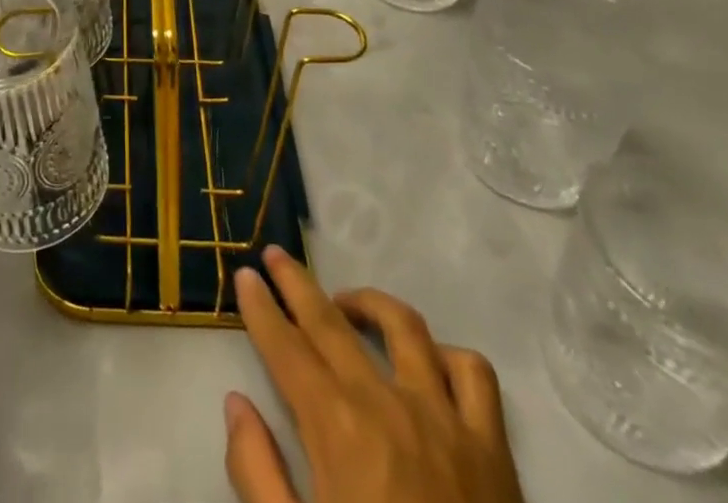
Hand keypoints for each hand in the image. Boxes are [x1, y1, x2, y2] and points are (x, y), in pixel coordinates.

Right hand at [225, 248, 523, 502]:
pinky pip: (473, 374)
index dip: (260, 307)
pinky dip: (446, 354)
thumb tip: (235, 403)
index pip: (285, 346)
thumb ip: (257, 473)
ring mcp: (445, 420)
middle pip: (331, 321)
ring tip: (344, 304)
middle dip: (296, 282)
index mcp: (337, 429)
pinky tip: (426, 362)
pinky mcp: (492, 447)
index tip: (244, 274)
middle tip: (274, 254)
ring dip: (367, 303)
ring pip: (404, 326)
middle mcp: (387, 405)